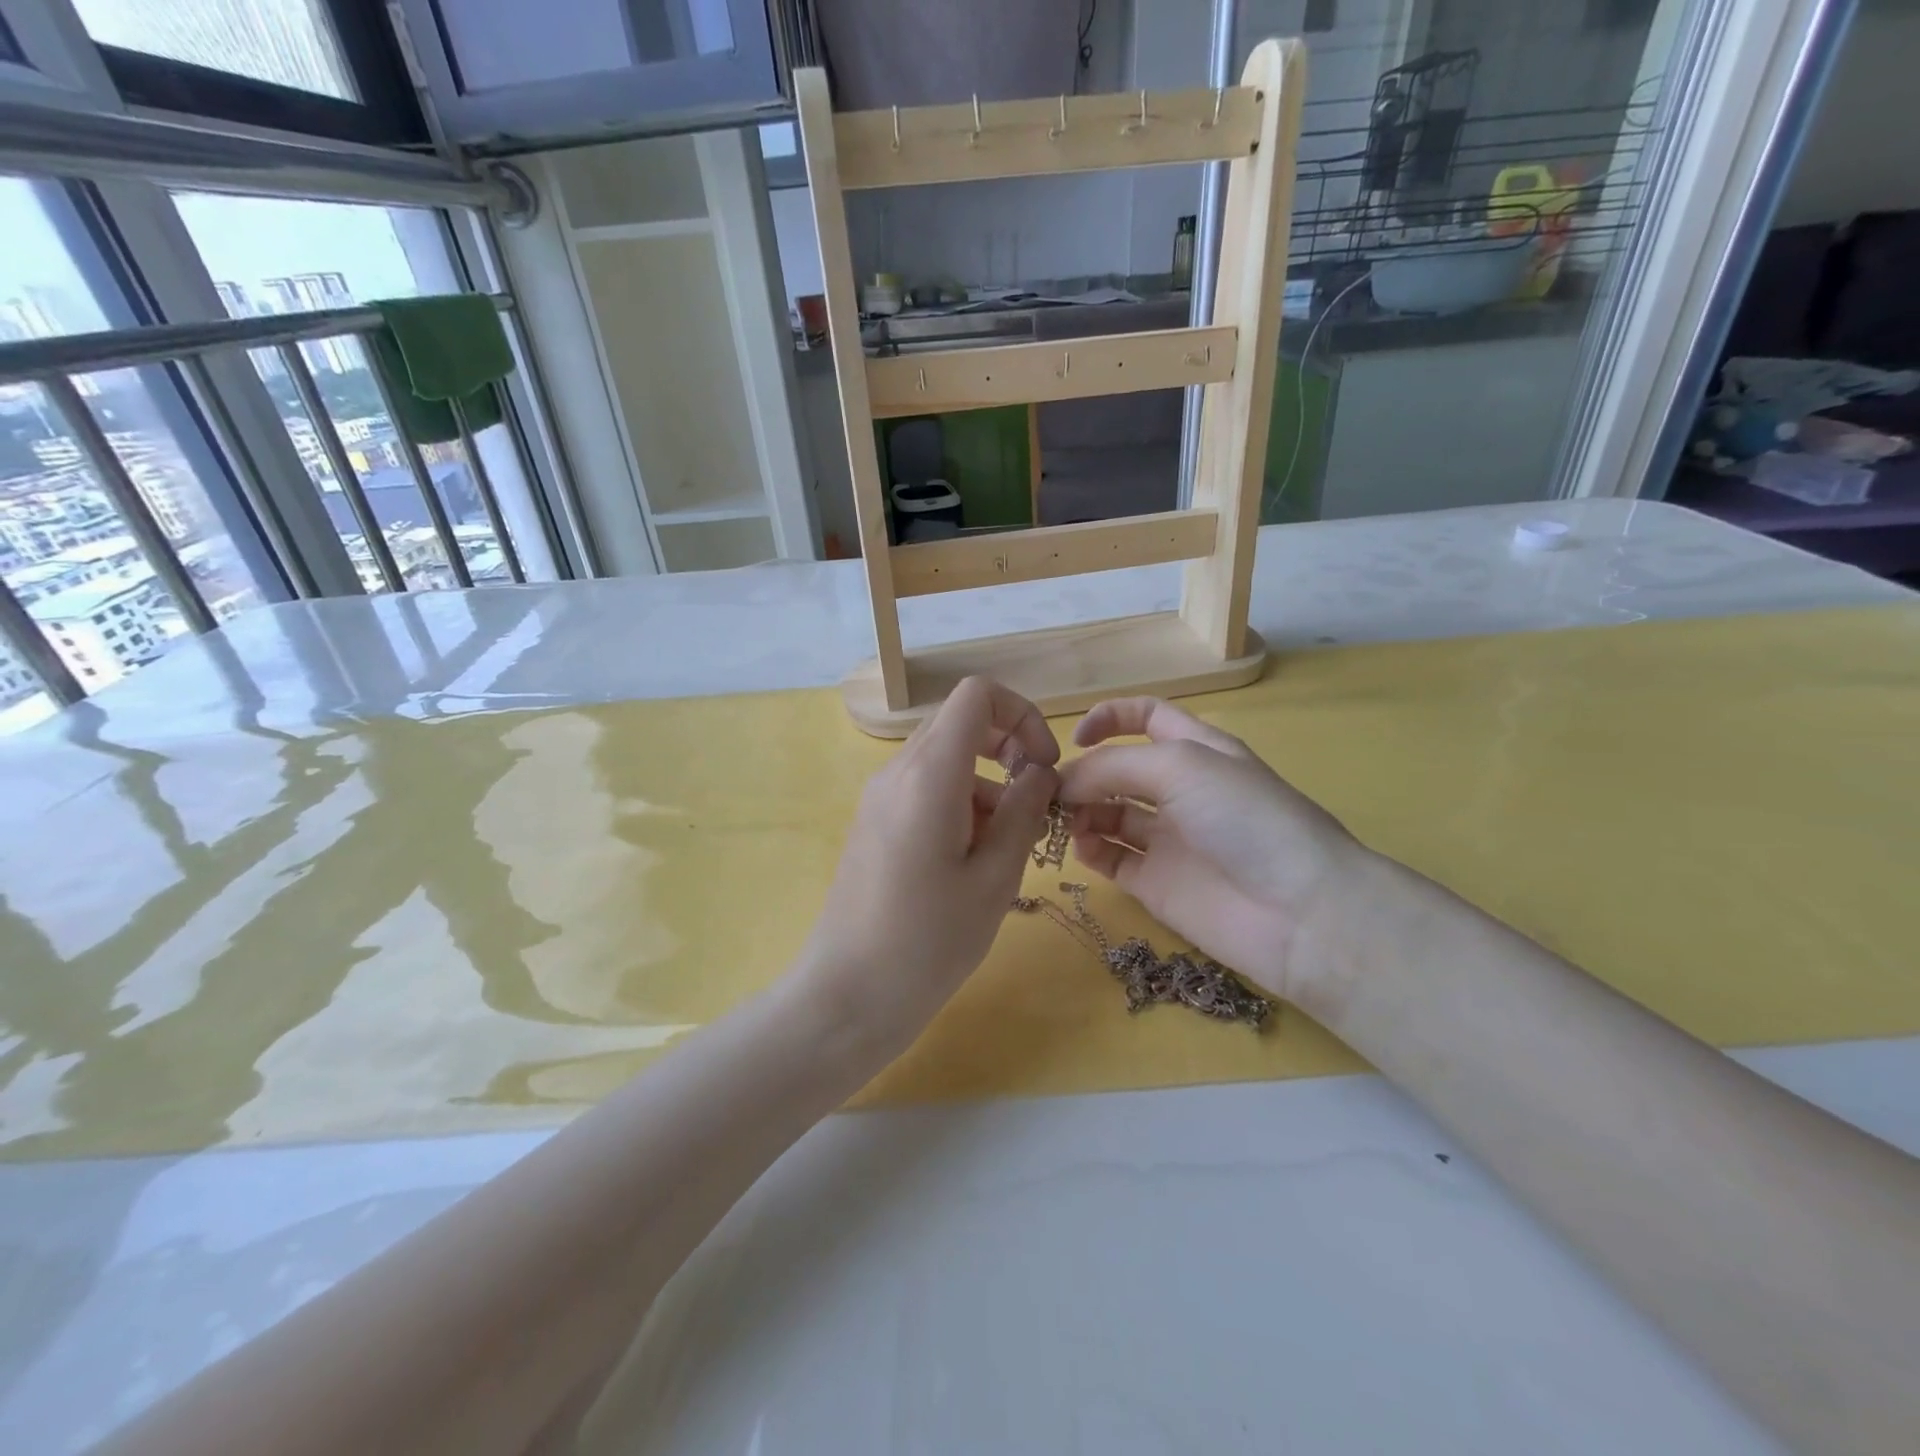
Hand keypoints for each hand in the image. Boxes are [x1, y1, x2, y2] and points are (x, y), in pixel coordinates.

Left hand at [795, 677, 1060, 1055]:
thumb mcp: (994, 877)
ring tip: (1007, 854)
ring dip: (987, 788)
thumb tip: (1039, 772)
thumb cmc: (928, 941)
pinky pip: (924, 790)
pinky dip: (960, 807)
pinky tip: (974, 865)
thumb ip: (1023, 812)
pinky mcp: (873, 824)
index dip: (1022, 715)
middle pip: (960, 724)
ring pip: (945, 761)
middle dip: (1008, 752)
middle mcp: (897, 771)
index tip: (1043, 766)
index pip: (977, 695)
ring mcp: (880, 797)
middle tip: (1033, 806)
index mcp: (929, 773)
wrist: (846, 996)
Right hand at [1058, 697, 1370, 1004]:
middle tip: (1052, 792)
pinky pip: (1111, 859)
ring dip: (1080, 811)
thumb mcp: (1180, 766)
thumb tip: (1063, 781)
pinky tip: (1083, 849)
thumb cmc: (1246, 818)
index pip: (1146, 718)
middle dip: (1083, 773)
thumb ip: (1113, 766)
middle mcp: (1179, 790)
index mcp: (1195, 750)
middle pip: (1117, 770)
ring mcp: (1168, 839)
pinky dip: (1090, 850)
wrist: (1300, 912)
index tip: (1074, 740)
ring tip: (1063, 821)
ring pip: (1107, 815)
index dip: (1109, 719)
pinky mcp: (1156, 884)